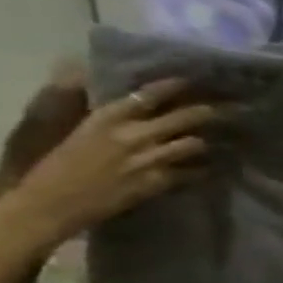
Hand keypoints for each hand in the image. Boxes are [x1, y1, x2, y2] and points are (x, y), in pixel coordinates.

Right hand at [9, 79, 216, 245]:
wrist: (49, 203)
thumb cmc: (54, 165)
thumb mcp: (71, 129)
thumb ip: (93, 108)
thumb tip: (98, 79)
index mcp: (106, 118)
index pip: (149, 95)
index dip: (175, 86)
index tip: (194, 81)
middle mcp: (133, 134)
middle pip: (186, 116)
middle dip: (210, 111)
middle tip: (232, 109)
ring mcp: (149, 158)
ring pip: (196, 143)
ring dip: (207, 141)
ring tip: (224, 139)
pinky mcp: (159, 181)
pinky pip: (195, 171)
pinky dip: (204, 169)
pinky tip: (211, 167)